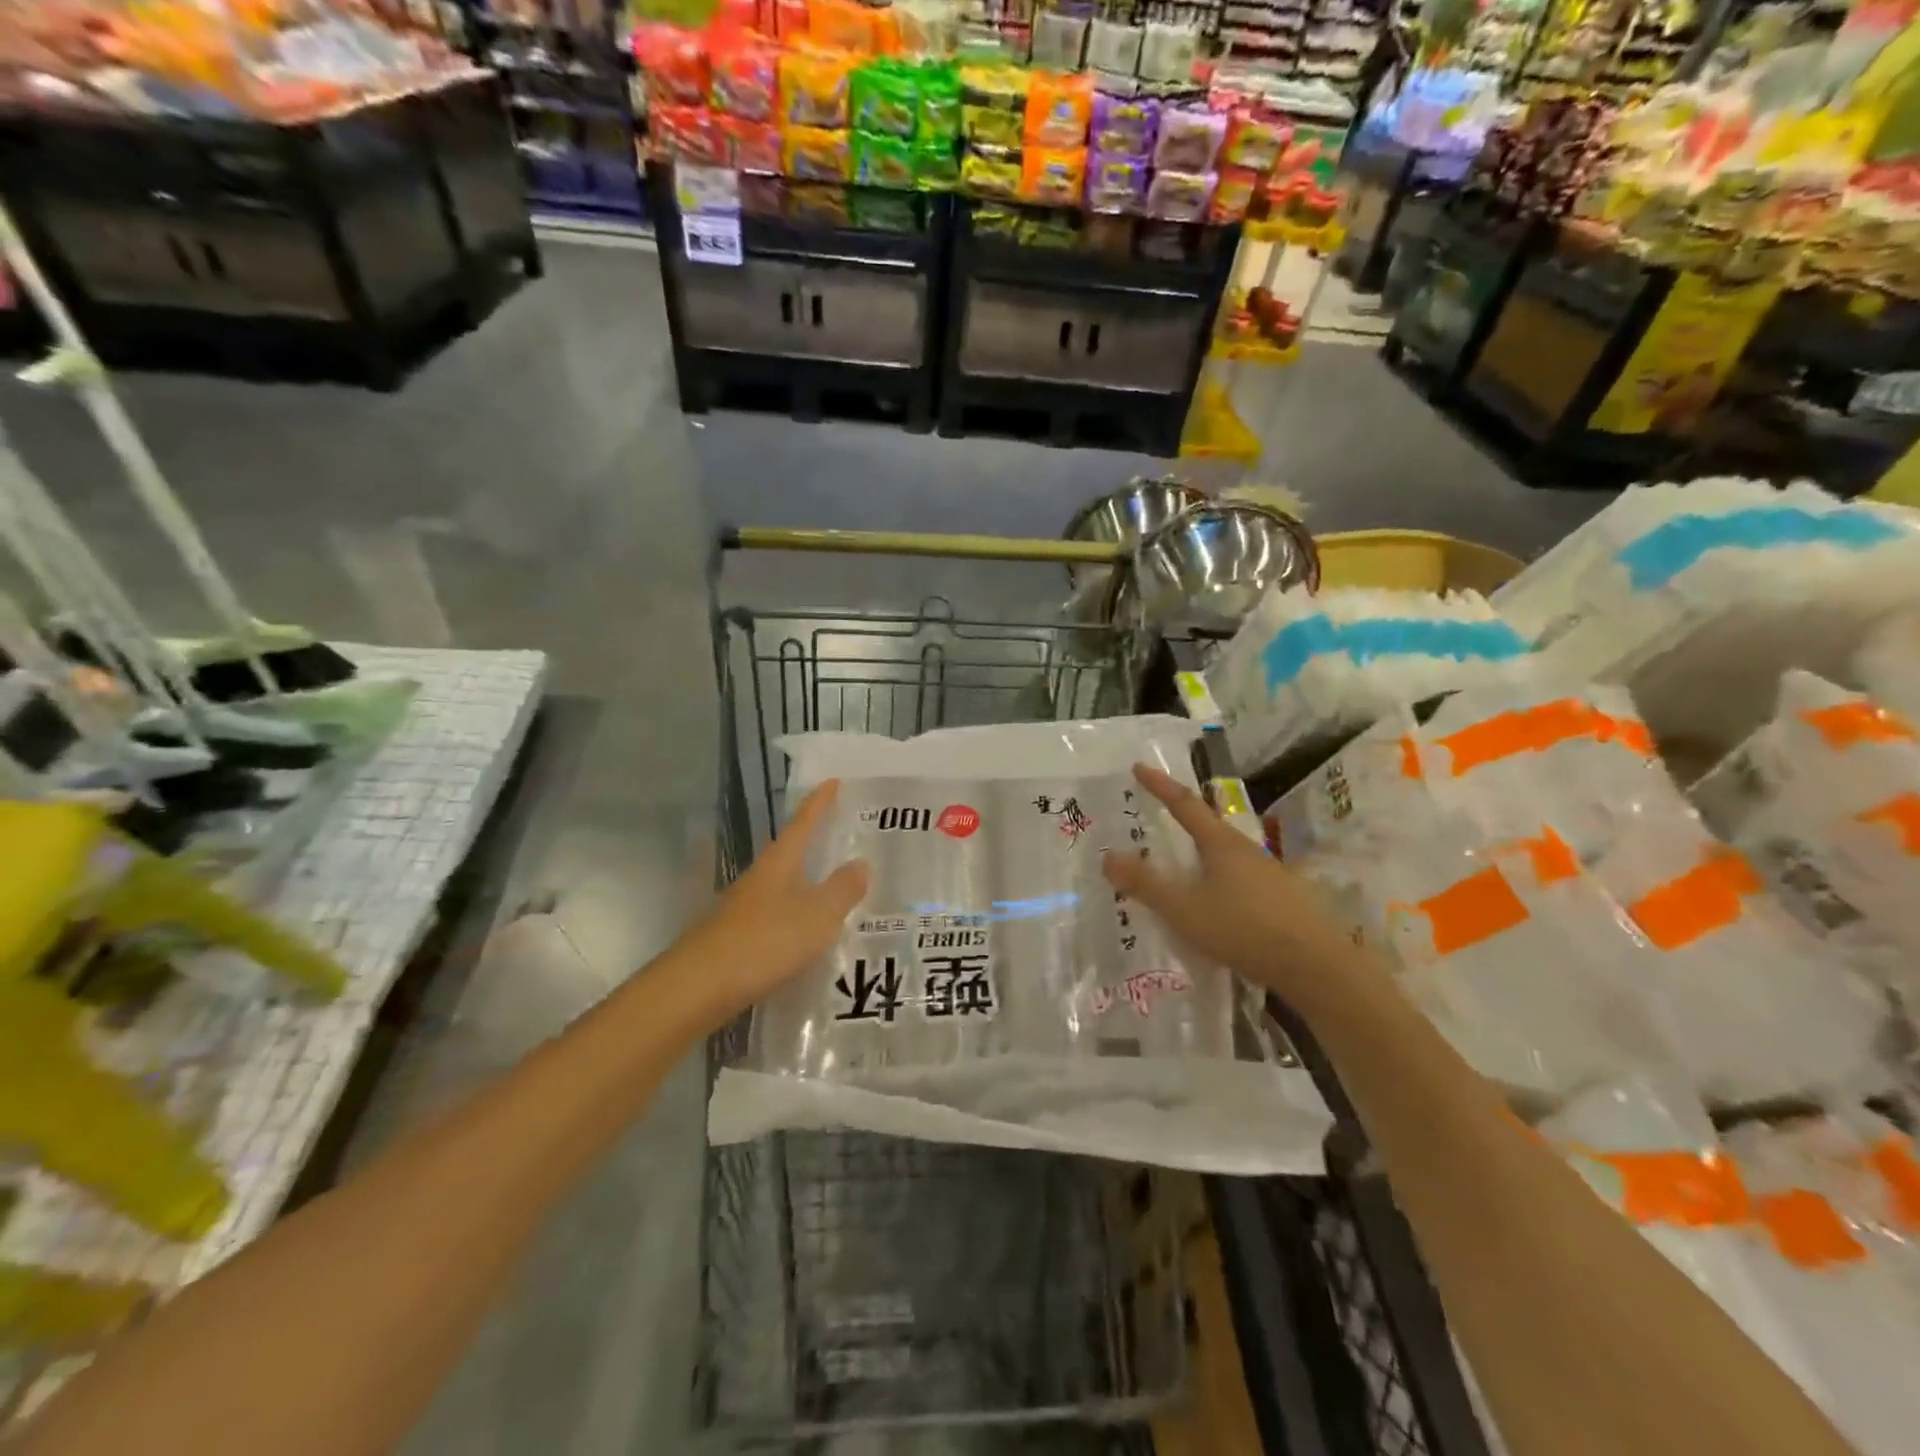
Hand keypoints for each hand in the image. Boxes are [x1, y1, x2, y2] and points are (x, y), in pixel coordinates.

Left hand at [681, 780, 868, 1023]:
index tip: (833, 781)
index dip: (819, 803)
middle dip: (812, 843)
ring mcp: (742, 909)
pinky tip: (806, 935)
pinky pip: (774, 916)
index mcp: (778, 864)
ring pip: (781, 886)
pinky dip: (794, 917)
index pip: (802, 824)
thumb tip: (860, 862)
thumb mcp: (816, 916)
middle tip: (840, 836)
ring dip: (805, 884)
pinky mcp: (735, 938)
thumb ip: (842, 890)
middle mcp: (758, 879)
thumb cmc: (764, 942)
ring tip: (833, 889)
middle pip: (788, 853)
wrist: (698, 988)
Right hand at [1102, 764, 1363, 1010]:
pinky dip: (1218, 880)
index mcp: (1221, 844)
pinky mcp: (1282, 899)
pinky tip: (1215, 904)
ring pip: (1226, 855)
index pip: (1184, 804)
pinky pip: (1240, 879)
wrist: (1316, 966)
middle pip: (1208, 827)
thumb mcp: (1185, 909)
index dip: (1159, 785)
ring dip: (1200, 855)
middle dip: (1181, 820)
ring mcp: (1269, 874)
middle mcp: (1246, 850)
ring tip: (1181, 867)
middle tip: (1156, 818)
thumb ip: (1146, 885)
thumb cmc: (1244, 929)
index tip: (1138, 767)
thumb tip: (1108, 856)